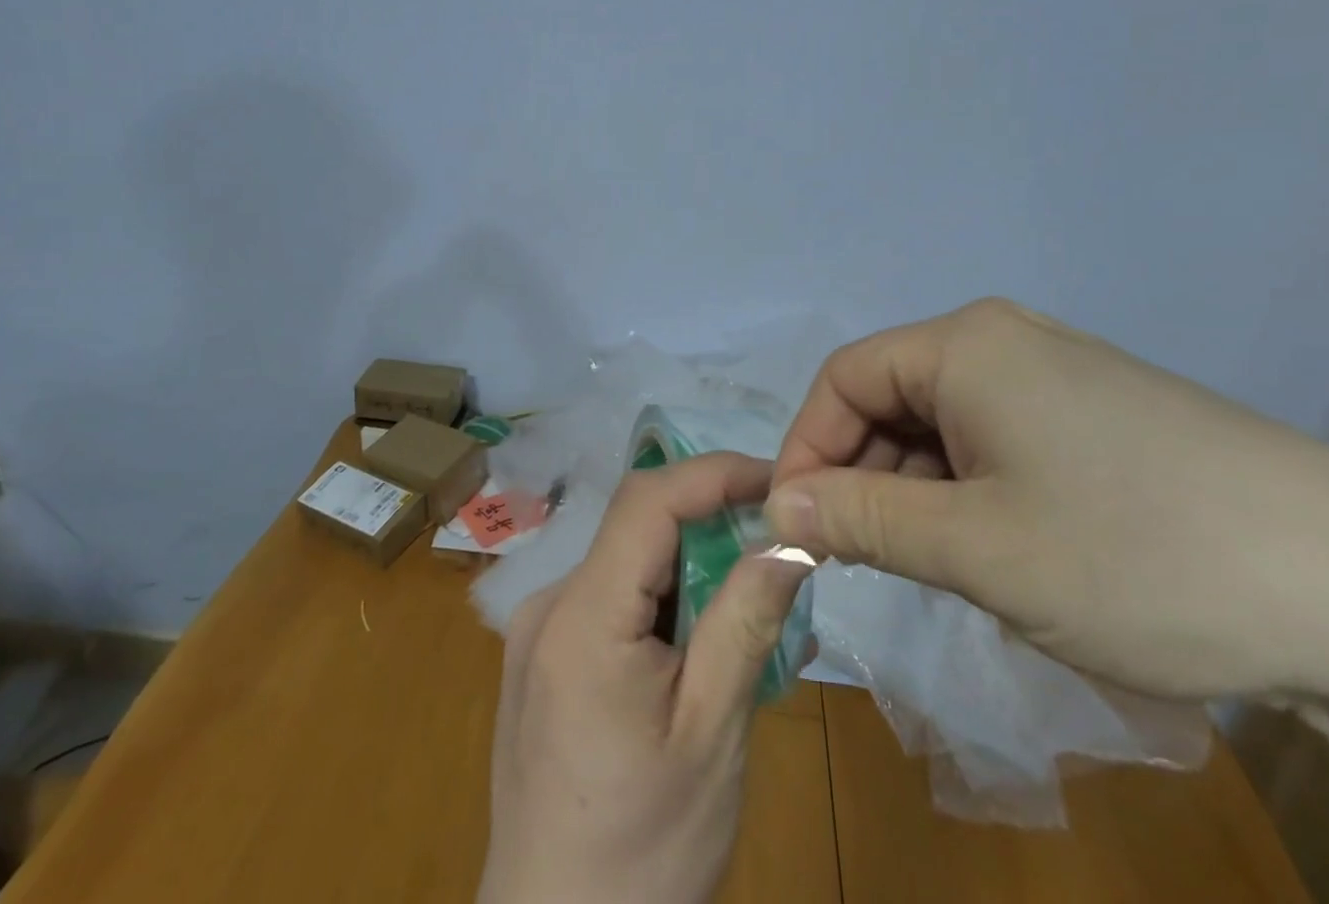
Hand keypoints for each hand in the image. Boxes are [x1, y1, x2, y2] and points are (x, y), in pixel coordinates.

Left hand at [479, 453, 810, 903]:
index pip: (648, 499)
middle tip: (778, 552)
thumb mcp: (711, 735)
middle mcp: (548, 604)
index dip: (714, 474)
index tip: (778, 483)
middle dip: (711, 525)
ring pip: (629, 564)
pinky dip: (664, 605)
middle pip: (638, 529)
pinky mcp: (543, 659)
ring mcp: (538, 632)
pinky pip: (611, 602)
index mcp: (580, 615)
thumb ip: (746, 620)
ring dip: (691, 569)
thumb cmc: (641, 853)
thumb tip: (790, 535)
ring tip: (752, 609)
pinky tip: (702, 650)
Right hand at [766, 298, 1328, 700]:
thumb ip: (861, 520)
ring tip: (940, 568)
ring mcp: (1055, 373)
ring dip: (918, 491)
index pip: (844, 378)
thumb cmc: (1136, 554)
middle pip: (892, 397)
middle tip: (863, 560)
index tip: (797, 525)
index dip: (807, 448)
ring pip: (944, 423)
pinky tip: (1001, 550)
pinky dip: (971, 490)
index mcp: (964, 344)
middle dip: (863, 475)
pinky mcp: (1095, 412)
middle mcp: (1002, 340)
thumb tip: (777, 505)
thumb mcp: (978, 547)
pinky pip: (995, 437)